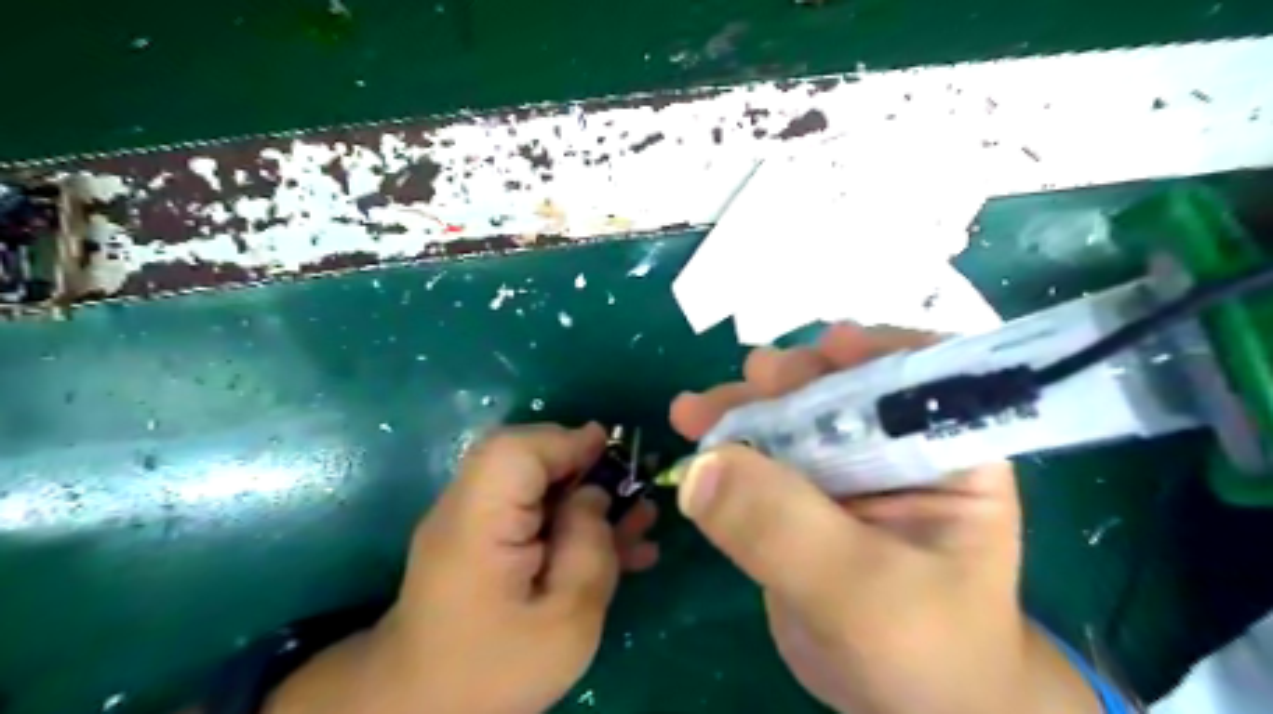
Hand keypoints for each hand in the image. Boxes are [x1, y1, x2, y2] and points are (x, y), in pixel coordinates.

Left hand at [269, 420, 665, 712]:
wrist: (424, 708)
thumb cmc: (494, 670)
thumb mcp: (564, 622)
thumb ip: (588, 550)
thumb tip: (595, 496)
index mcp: (479, 522)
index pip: (517, 450)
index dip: (567, 441)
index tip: (614, 451)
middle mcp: (469, 506)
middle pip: (527, 457)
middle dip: (584, 466)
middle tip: (630, 490)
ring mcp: (476, 522)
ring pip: (537, 484)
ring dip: (587, 495)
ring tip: (639, 519)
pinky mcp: (487, 540)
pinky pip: (534, 512)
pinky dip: (573, 519)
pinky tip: (620, 546)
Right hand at [671, 324, 1099, 713]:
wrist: (900, 704)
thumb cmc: (922, 649)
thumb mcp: (863, 593)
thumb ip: (786, 529)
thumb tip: (701, 467)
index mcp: (948, 453)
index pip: (926, 377)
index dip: (879, 351)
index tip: (829, 346)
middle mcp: (895, 447)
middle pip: (840, 388)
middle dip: (793, 378)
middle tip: (751, 379)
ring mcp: (841, 469)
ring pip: (789, 417)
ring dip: (743, 407)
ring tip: (696, 410)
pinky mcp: (800, 495)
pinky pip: (760, 456)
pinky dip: (724, 445)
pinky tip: (692, 435)